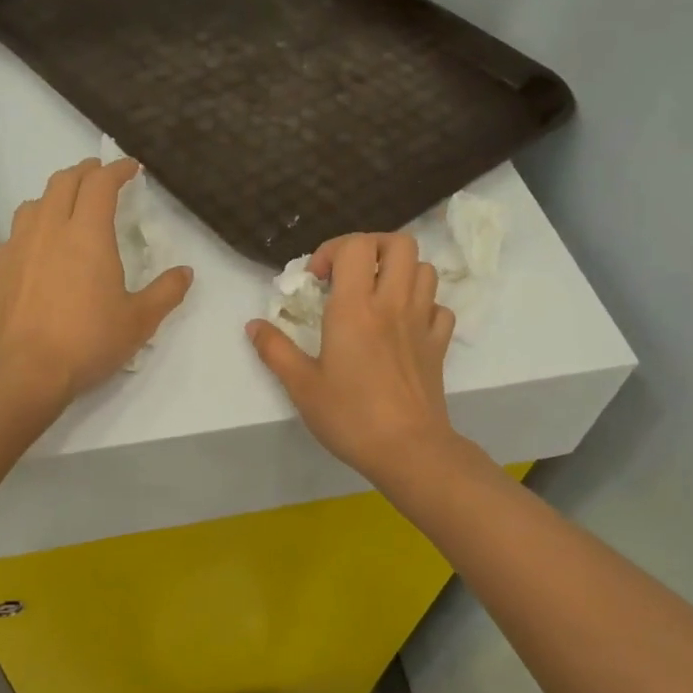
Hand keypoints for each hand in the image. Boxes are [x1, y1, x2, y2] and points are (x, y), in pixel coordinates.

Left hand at [0, 158, 192, 404]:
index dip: (117, 169)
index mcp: (87, 234)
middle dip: (85, 172)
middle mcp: (49, 228)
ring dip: (56, 195)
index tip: (130, 168)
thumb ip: (166, 292)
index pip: (101, 184)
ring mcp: (18, 246)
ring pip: (35, 202)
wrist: (24, 370)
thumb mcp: (139, 321)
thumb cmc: (88, 341)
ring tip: (68, 206)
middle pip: (64, 182)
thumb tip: (185, 272)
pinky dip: (34, 226)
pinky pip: (16, 232)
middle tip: (100, 176)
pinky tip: (40, 248)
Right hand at [246, 232, 460, 481]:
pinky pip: (439, 307)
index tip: (318, 280)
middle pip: (400, 243)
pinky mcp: (438, 345)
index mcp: (356, 307)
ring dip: (400, 272)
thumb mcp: (301, 386)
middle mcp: (393, 303)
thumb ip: (275, 350)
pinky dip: (424, 305)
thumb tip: (253, 325)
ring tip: (377, 295)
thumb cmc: (350, 416)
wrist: (408, 449)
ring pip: (425, 269)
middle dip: (373, 247)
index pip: (355, 245)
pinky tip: (404, 325)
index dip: (333, 249)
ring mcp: (422, 322)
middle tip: (351, 274)